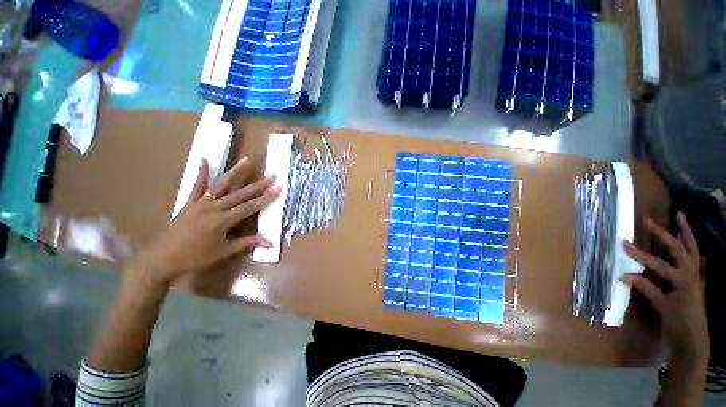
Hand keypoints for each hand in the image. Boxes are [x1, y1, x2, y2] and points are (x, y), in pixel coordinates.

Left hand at [125, 157, 280, 289]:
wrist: (160, 260)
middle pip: (240, 194)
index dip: (266, 198)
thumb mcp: (223, 252)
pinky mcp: (189, 203)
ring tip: (247, 160)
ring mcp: (200, 203)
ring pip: (222, 185)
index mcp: (223, 220)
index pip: (250, 207)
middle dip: (258, 185)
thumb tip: (270, 244)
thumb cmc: (194, 258)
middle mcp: (214, 208)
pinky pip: (196, 187)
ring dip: (236, 172)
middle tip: (271, 176)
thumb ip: (246, 244)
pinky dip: (201, 174)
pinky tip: (205, 161)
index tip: (278, 189)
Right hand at [621, 213, 708, 361]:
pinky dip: (693, 247)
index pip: (656, 263)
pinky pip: (697, 259)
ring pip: (692, 249)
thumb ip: (646, 288)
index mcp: (681, 280)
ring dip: (686, 232)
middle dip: (663, 234)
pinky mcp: (697, 280)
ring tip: (680, 217)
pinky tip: (690, 241)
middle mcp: (691, 273)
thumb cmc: (677, 323)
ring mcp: (696, 275)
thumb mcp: (661, 307)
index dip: (638, 254)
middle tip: (648, 221)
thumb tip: (622, 275)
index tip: (622, 244)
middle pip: (678, 248)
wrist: (694, 340)